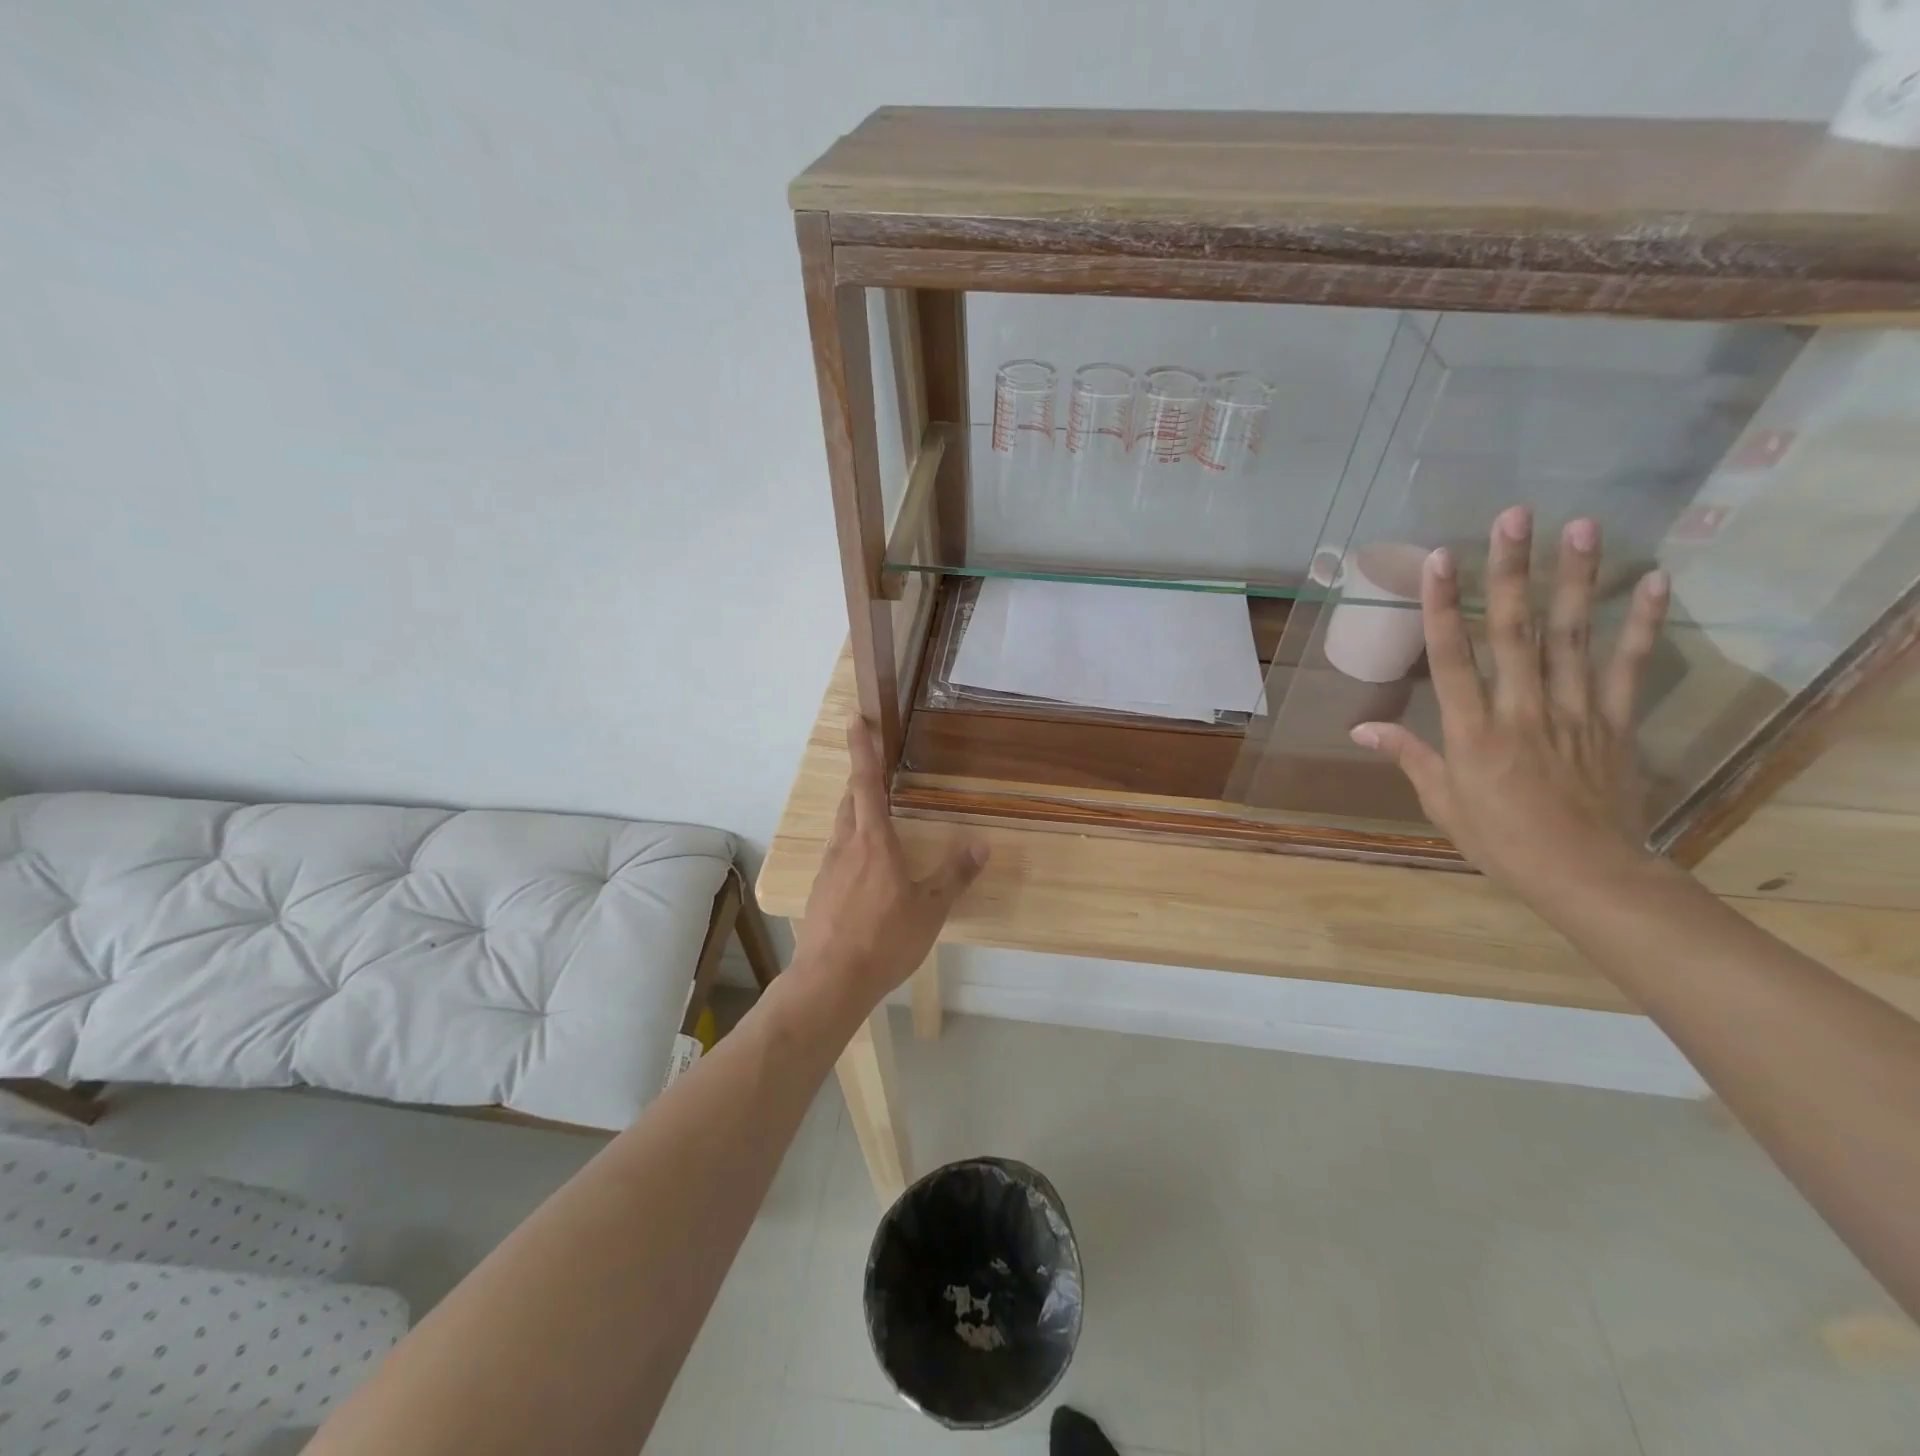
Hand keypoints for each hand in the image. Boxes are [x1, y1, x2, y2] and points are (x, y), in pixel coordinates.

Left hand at [791, 717, 987, 1017]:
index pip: (866, 783)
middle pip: (850, 800)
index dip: (862, 749)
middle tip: (877, 768)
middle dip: (861, 779)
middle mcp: (845, 846)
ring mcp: (828, 869)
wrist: (830, 981)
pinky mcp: (820, 891)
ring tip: (877, 817)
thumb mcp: (930, 908)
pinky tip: (866, 869)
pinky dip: (853, 845)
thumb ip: (955, 874)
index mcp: (873, 841)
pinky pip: (838, 854)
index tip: (855, 719)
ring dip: (857, 813)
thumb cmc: (884, 940)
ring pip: (843, 827)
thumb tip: (982, 844)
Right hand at [1351, 507, 1670, 904]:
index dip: (1445, 606)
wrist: (1587, 874)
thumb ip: (1408, 756)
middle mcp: (1522, 709)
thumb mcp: (1442, 802)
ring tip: (1580, 526)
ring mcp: (1574, 711)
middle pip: (1515, 631)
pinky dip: (1641, 624)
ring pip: (1572, 636)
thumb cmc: (1501, 841)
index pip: (1453, 657)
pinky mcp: (1614, 721)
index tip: (1441, 559)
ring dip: (1576, 580)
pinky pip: (1627, 667)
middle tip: (1515, 516)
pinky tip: (1654, 582)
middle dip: (1513, 571)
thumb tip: (1361, 728)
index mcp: (1472, 731)